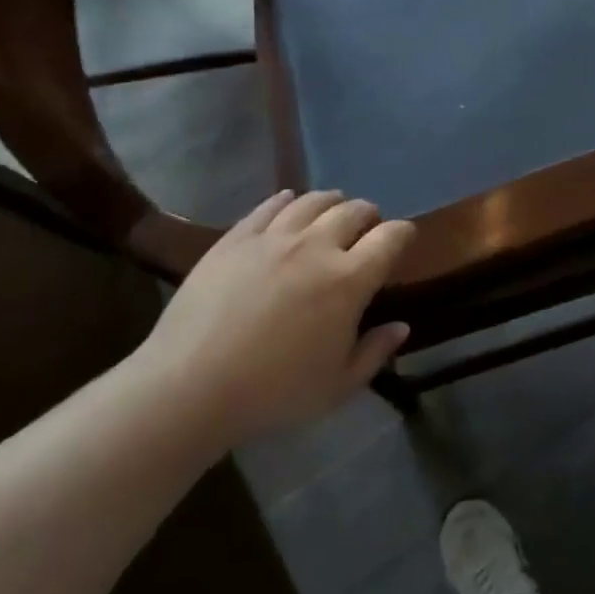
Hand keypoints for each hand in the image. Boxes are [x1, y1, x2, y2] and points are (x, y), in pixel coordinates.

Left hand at [135, 190, 414, 453]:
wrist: (190, 385)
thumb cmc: (273, 392)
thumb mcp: (337, 386)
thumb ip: (375, 352)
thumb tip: (400, 327)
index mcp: (349, 280)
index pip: (391, 237)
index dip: (404, 233)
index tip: (404, 239)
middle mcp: (317, 246)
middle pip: (354, 211)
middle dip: (369, 215)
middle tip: (368, 228)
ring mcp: (274, 237)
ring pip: (314, 201)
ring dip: (333, 202)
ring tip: (333, 211)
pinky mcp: (237, 237)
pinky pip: (270, 206)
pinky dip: (287, 201)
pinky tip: (289, 203)